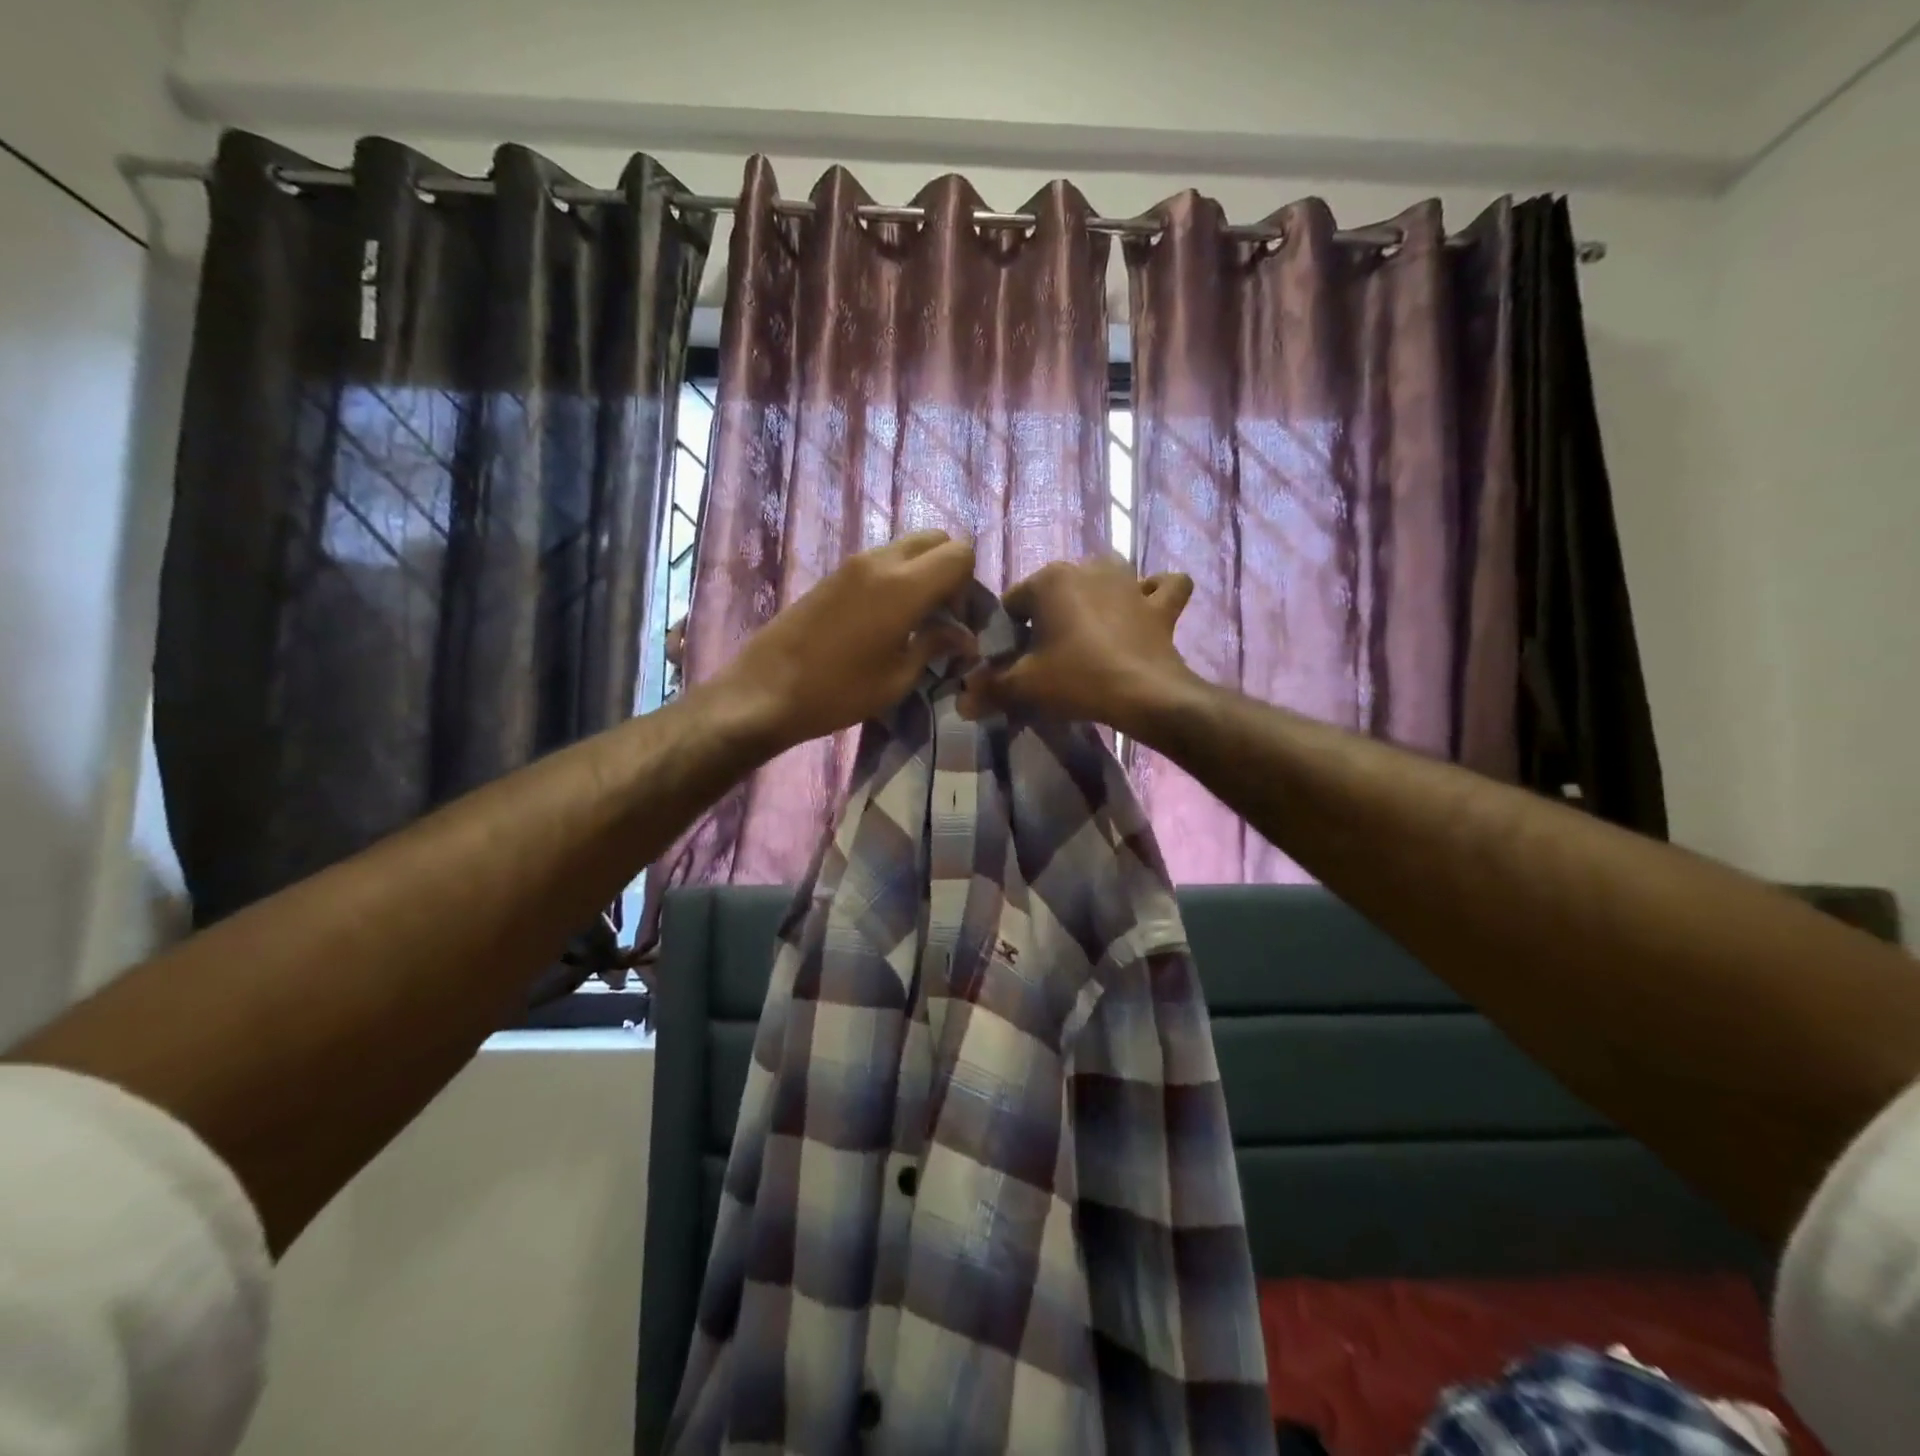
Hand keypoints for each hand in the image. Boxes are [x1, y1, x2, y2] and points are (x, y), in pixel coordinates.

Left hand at [708, 532, 977, 753]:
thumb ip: (936, 646)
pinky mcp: (834, 574)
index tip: (957, 622)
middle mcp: (880, 562)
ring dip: (923, 573)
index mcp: (903, 586)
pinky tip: (887, 619)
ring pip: (907, 546)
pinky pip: (881, 559)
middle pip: (936, 539)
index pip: (961, 553)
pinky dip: (898, 577)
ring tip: (916, 619)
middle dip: (950, 571)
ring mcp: (853, 563)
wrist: (766, 691)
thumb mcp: (897, 678)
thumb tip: (965, 637)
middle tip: (942, 615)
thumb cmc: (838, 692)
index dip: (969, 586)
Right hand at [960, 557, 1196, 733]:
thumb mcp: (1024, 686)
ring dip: (1097, 597)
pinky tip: (1145, 608)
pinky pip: (1163, 586)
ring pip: (1105, 579)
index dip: (1008, 635)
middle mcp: (1088, 568)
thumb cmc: (1077, 679)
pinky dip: (1154, 593)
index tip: (1013, 664)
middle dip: (1048, 618)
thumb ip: (989, 689)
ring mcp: (1129, 581)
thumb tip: (961, 701)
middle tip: (1048, 658)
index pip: (1013, 604)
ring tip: (1090, 631)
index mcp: (1050, 580)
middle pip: (1055, 592)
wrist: (1145, 694)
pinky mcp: (1160, 603)